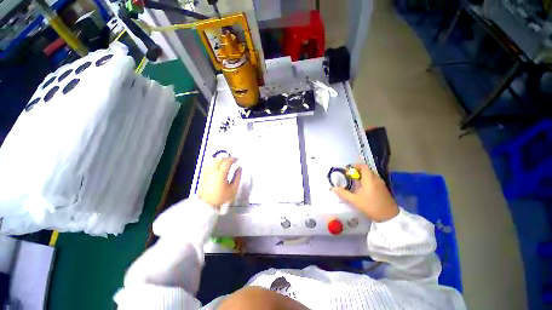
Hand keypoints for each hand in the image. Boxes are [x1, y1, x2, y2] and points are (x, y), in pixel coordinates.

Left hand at [199, 157, 241, 208]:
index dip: (233, 159)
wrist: (207, 205)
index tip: (237, 159)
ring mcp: (207, 173)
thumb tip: (239, 168)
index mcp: (221, 174)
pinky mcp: (204, 176)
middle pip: (219, 160)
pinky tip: (217, 166)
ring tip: (225, 162)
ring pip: (213, 161)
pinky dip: (214, 163)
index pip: (227, 162)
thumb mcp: (233, 189)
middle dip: (227, 158)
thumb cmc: (221, 197)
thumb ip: (237, 177)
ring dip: (220, 159)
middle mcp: (213, 172)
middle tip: (232, 160)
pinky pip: (208, 165)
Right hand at [332, 163, 398, 221]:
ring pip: (370, 175)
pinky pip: (373, 179)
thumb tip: (333, 188)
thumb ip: (343, 193)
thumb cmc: (371, 206)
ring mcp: (380, 183)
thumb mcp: (355, 200)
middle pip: (366, 170)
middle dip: (357, 171)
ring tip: (354, 182)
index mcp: (369, 179)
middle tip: (349, 177)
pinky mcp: (383, 188)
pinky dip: (366, 180)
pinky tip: (362, 188)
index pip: (363, 166)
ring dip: (362, 176)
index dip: (354, 166)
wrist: (390, 217)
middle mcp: (376, 178)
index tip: (347, 170)